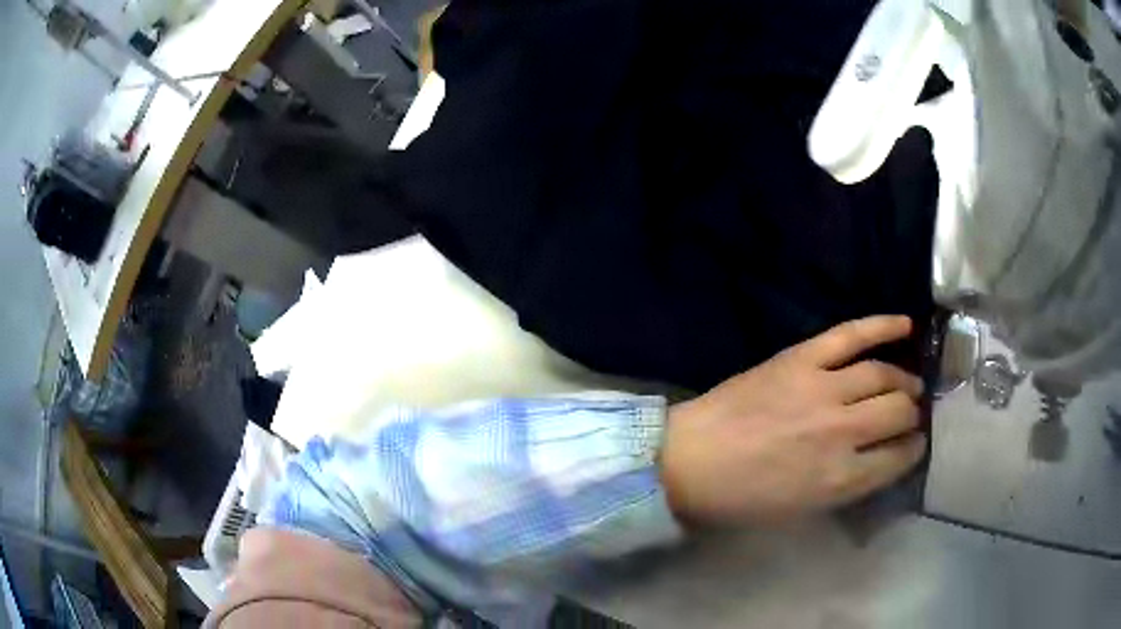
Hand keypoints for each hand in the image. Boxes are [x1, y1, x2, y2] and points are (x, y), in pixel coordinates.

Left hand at [659, 315, 926, 525]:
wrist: (688, 461)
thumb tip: (881, 459)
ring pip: (884, 375)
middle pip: (899, 412)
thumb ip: (848, 485)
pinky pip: (851, 335)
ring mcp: (824, 390)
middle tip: (910, 412)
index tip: (915, 443)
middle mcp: (843, 433)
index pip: (899, 457)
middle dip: (911, 414)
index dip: (912, 449)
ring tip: (909, 383)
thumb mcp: (802, 509)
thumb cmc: (741, 498)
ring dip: (903, 379)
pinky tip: (906, 325)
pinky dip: (881, 326)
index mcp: (840, 479)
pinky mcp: (802, 359)